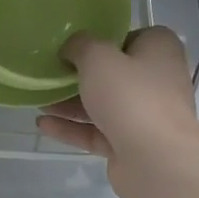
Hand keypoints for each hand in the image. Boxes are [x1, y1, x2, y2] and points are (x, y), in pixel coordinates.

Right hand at [35, 27, 198, 197]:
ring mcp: (145, 116)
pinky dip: (72, 128)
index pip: (134, 37)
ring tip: (38, 100)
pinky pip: (96, 132)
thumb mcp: (98, 58)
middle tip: (51, 73)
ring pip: (103, 104)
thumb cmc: (130, 96)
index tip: (78, 46)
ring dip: (71, 103)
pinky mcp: (130, 144)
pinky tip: (43, 124)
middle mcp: (157, 81)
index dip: (106, 39)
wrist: (156, 160)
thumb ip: (80, 45)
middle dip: (81, 75)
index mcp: (160, 51)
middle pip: (115, 73)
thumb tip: (71, 47)